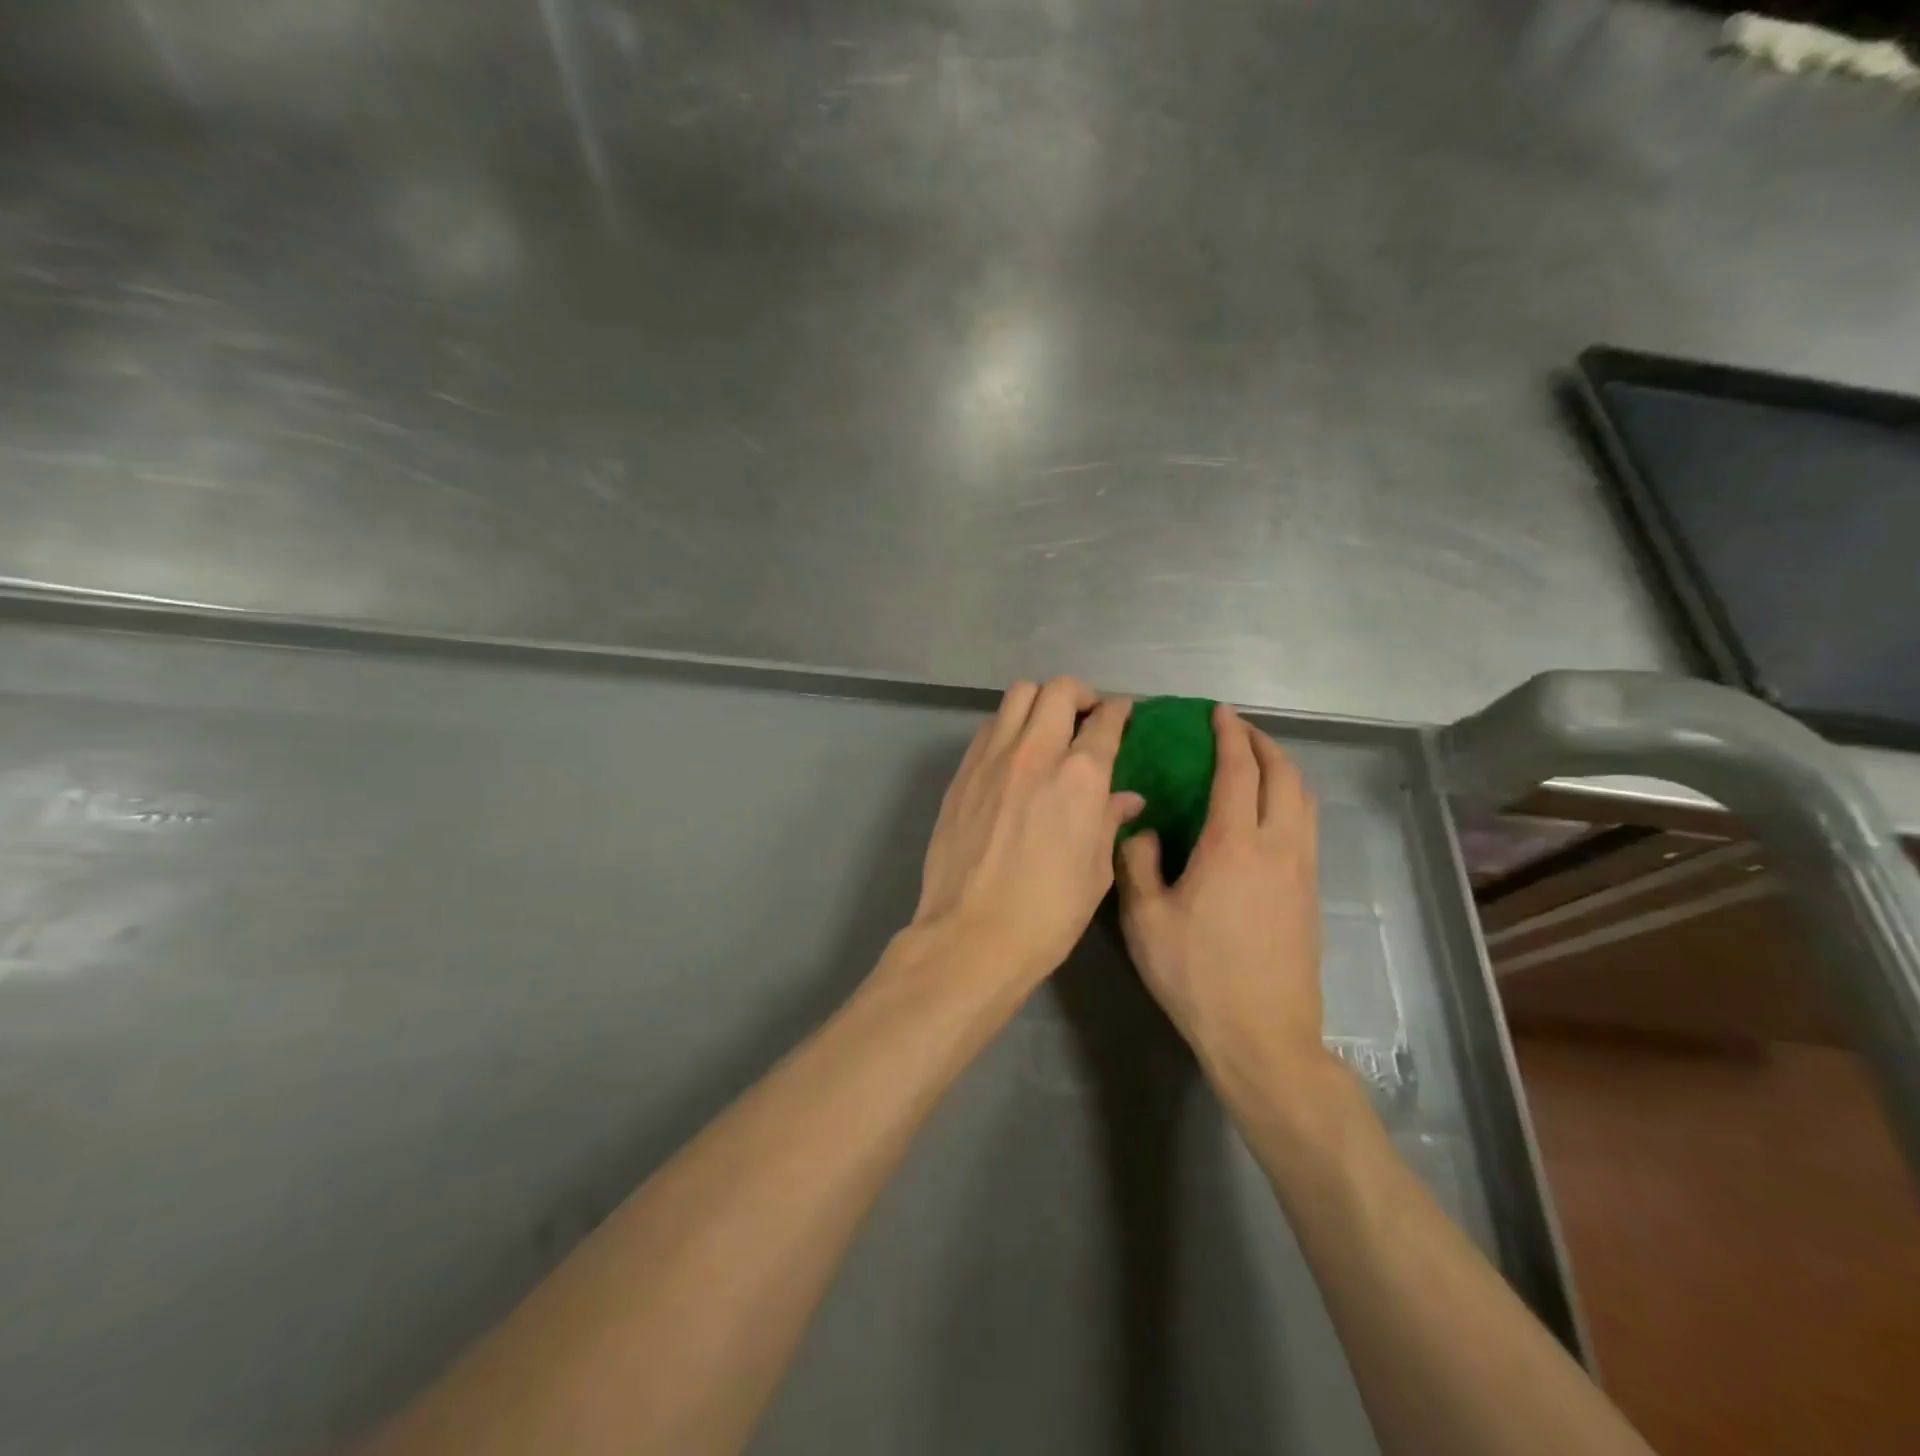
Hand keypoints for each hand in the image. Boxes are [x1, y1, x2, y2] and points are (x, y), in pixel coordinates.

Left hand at [913, 678, 1144, 985]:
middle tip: (1086, 717)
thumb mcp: (1095, 871)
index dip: (1119, 711)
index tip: (1123, 713)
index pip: (1105, 720)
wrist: (972, 935)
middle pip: (1058, 689)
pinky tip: (1014, 753)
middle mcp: (1035, 753)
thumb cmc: (1048, 913)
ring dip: (1039, 701)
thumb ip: (1109, 821)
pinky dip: (1008, 725)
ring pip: (1017, 695)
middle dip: (1079, 694)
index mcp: (1080, 776)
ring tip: (1047, 728)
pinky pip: (989, 727)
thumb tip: (1125, 797)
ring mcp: (991, 759)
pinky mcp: (962, 773)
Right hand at [1116, 704, 1322, 1080]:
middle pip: (1284, 776)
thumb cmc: (1197, 975)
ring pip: (1304, 799)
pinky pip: (1306, 825)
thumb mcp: (1145, 919)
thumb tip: (1143, 828)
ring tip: (1255, 762)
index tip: (1218, 712)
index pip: (1239, 772)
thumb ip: (1138, 863)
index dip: (1229, 736)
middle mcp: (1277, 847)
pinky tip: (1266, 812)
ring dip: (1282, 769)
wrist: (1263, 1036)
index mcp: (1234, 845)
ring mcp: (1301, 870)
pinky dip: (1290, 798)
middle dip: (1263, 744)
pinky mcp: (1310, 893)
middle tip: (1236, 730)